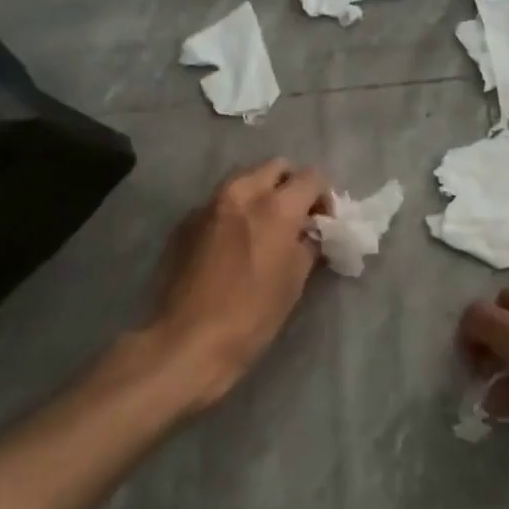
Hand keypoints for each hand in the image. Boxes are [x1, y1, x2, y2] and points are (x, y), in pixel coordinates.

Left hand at [150, 159, 329, 407]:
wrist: (186, 341)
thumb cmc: (252, 315)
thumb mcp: (294, 281)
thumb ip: (308, 245)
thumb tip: (311, 233)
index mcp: (275, 206)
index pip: (312, 176)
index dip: (324, 196)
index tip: (323, 222)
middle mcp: (241, 193)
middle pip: (275, 167)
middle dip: (291, 186)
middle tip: (295, 218)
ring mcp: (207, 204)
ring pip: (243, 181)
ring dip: (260, 195)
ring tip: (264, 230)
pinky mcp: (185, 222)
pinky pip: (218, 204)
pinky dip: (233, 213)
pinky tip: (232, 246)